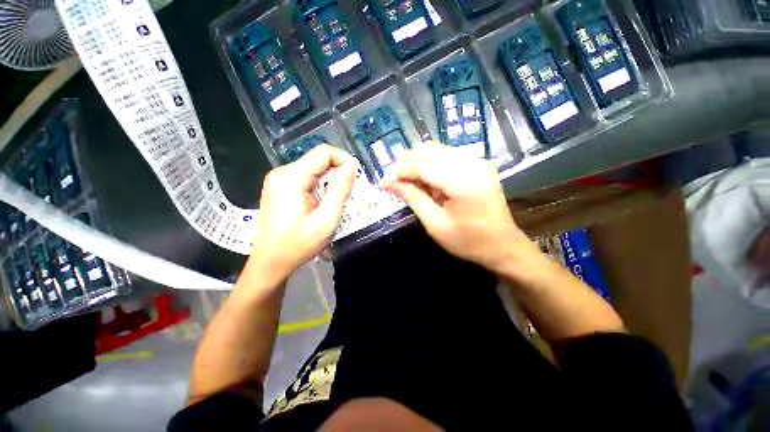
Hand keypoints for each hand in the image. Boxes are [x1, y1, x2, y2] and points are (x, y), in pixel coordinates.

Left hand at [251, 145, 357, 277]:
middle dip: (338, 172)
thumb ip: (340, 190)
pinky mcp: (279, 187)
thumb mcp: (327, 219)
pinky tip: (323, 202)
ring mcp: (278, 180)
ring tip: (338, 199)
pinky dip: (319, 185)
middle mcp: (282, 173)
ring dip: (329, 180)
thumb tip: (352, 165)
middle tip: (350, 192)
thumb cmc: (299, 244)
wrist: (271, 262)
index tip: (356, 176)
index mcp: (291, 178)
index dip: (343, 159)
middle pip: (317, 160)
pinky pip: (305, 178)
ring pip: (312, 169)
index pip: (323, 153)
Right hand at [382, 143, 529, 270]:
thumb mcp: (435, 224)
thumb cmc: (468, 241)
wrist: (502, 244)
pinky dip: (431, 162)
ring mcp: (479, 161)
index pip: (423, 167)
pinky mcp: (479, 163)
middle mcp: (473, 164)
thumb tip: (390, 183)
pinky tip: (424, 176)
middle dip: (406, 162)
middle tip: (392, 177)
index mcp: (463, 183)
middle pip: (430, 151)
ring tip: (405, 177)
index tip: (383, 180)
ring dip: (417, 160)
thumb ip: (413, 198)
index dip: (400, 172)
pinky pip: (448, 154)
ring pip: (438, 149)